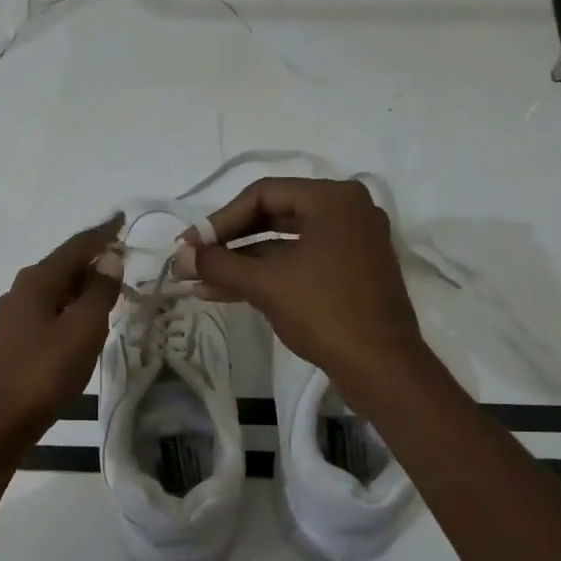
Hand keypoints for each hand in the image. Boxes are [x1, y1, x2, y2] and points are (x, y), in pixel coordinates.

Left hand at [0, 216, 122, 461]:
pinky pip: (48, 314)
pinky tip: (82, 326)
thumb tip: (109, 259)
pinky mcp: (11, 343)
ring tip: (111, 293)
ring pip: (55, 292)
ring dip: (83, 288)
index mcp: (37, 281)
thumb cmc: (42, 373)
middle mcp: (21, 292)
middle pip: (64, 266)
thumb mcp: (81, 330)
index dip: (102, 233)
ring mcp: (12, 318)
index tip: (122, 219)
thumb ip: (99, 293)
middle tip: (125, 262)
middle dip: (94, 261)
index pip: (76, 246)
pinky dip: (70, 311)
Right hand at [184, 178, 430, 393]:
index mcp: (333, 199)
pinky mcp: (350, 273)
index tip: (189, 246)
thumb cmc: (324, 311)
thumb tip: (180, 256)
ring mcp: (351, 243)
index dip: (219, 220)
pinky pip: (300, 264)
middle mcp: (347, 211)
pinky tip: (226, 291)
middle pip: (273, 216)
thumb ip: (219, 264)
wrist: (381, 366)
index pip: (263, 194)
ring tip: (198, 282)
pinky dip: (266, 276)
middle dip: (228, 243)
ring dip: (241, 263)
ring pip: (284, 245)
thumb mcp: (266, 284)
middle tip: (192, 260)